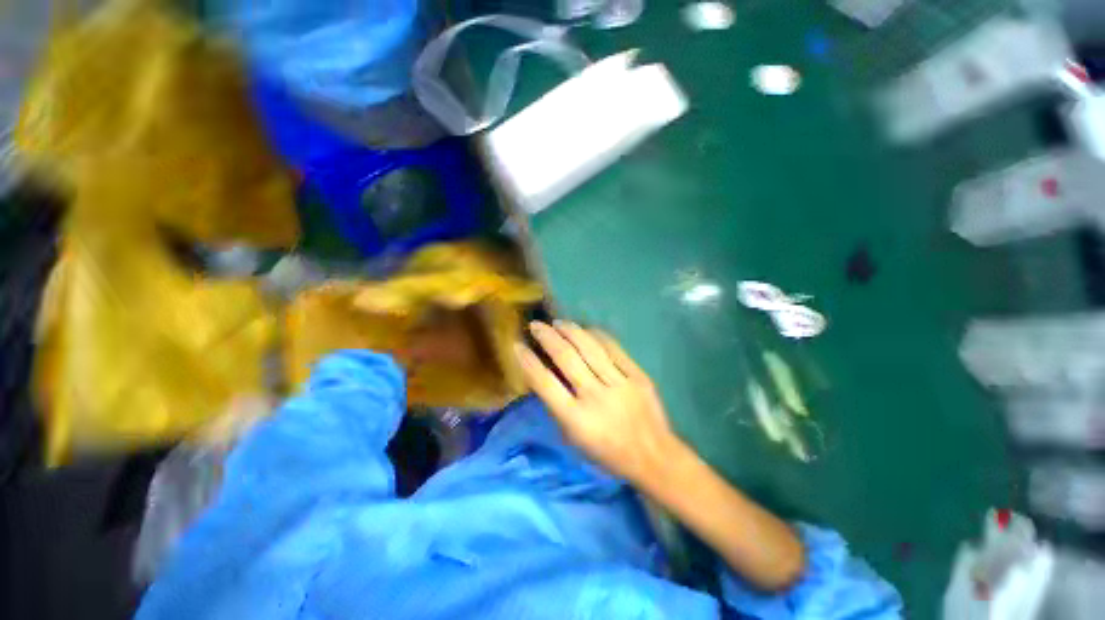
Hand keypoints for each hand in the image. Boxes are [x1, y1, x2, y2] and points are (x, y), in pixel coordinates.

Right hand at [514, 321, 680, 483]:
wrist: (653, 457)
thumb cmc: (607, 454)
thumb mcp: (574, 440)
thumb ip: (558, 408)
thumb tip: (546, 376)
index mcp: (575, 418)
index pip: (545, 382)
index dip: (528, 361)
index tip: (518, 345)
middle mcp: (595, 396)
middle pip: (566, 357)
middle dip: (547, 337)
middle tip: (536, 325)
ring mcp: (619, 383)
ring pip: (589, 348)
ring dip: (570, 331)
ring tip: (558, 323)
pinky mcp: (637, 376)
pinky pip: (614, 348)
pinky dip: (597, 336)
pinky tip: (586, 330)